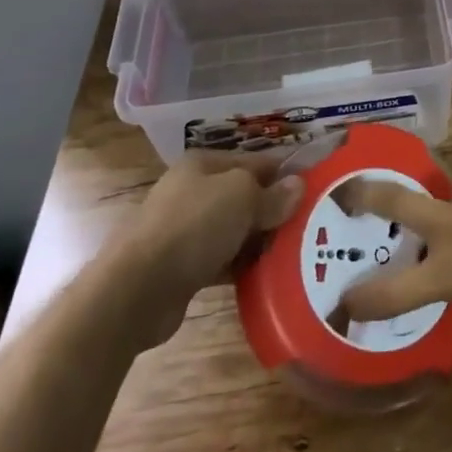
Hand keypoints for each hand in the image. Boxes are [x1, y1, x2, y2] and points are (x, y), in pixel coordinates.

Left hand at [111, 153, 301, 348]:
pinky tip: (265, 276)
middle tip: (310, 226)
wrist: (136, 289)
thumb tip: (298, 186)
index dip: (285, 175)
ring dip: (259, 241)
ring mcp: (184, 230)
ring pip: (234, 230)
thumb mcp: (241, 197)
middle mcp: (192, 191)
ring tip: (295, 253)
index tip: (315, 192)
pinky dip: (241, 266)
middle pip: (245, 196)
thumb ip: (272, 194)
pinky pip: (221, 260)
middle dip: (274, 210)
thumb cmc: (193, 226)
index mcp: (203, 164)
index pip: (256, 162)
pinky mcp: (181, 266)